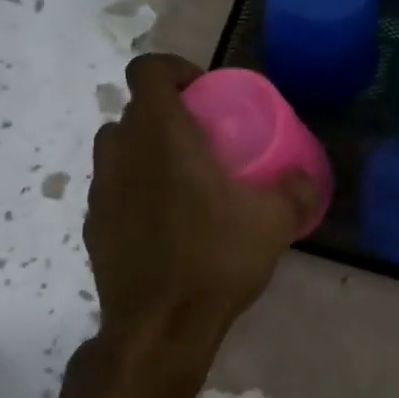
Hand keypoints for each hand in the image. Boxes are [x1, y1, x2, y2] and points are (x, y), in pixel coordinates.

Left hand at [84, 54, 319, 387]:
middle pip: (133, 110)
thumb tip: (305, 177)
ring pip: (117, 148)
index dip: (174, 68)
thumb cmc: (215, 260)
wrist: (159, 329)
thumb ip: (296, 190)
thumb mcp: (273, 223)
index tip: (203, 91)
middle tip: (202, 138)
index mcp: (161, 136)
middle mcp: (122, 153)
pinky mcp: (93, 226)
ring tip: (182, 178)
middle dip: (165, 113)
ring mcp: (101, 191)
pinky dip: (135, 189)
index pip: (147, 70)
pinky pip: (113, 188)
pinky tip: (165, 222)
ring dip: (146, 149)